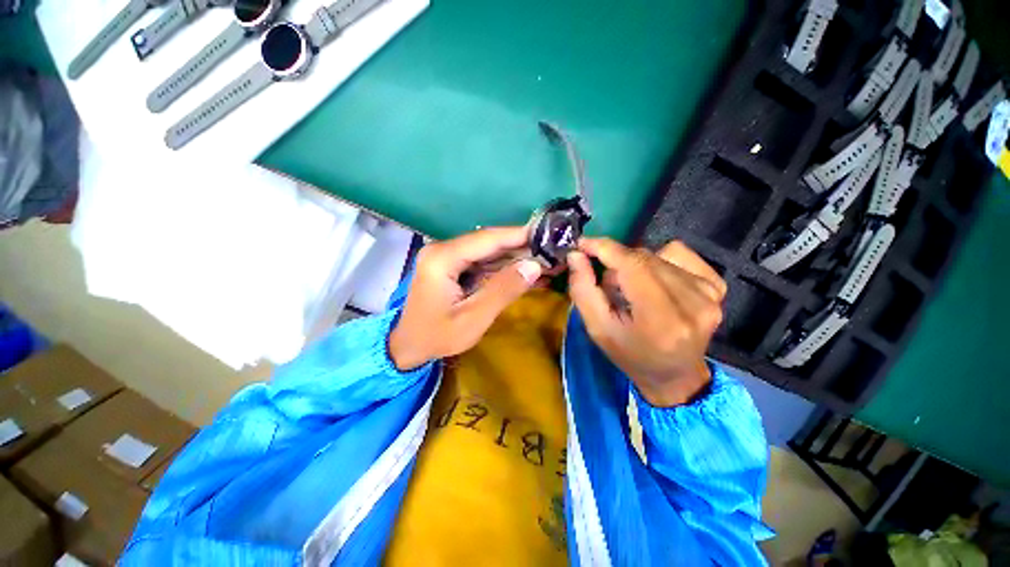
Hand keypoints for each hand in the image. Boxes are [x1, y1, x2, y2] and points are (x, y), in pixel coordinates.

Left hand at [389, 227, 542, 369]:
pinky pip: (483, 263)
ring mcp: (448, 258)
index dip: (518, 235)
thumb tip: (534, 266)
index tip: (547, 233)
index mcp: (443, 258)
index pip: (487, 239)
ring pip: (489, 253)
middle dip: (521, 248)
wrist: (408, 347)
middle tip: (552, 250)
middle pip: (489, 243)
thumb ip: (503, 290)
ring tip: (545, 261)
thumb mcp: (473, 319)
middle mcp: (444, 250)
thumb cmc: (436, 337)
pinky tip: (526, 273)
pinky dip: (505, 269)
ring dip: (516, 258)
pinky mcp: (453, 267)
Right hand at [567, 238, 726, 406]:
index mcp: (661, 319)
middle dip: (616, 263)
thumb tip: (576, 255)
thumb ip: (583, 290)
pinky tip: (655, 282)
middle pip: (643, 258)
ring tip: (633, 290)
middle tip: (607, 284)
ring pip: (657, 255)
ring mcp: (709, 293)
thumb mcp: (598, 329)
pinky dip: (658, 261)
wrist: (675, 375)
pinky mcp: (716, 286)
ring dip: (635, 266)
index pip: (633, 265)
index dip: (605, 249)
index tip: (583, 244)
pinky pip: (678, 253)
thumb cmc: (631, 355)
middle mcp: (693, 303)